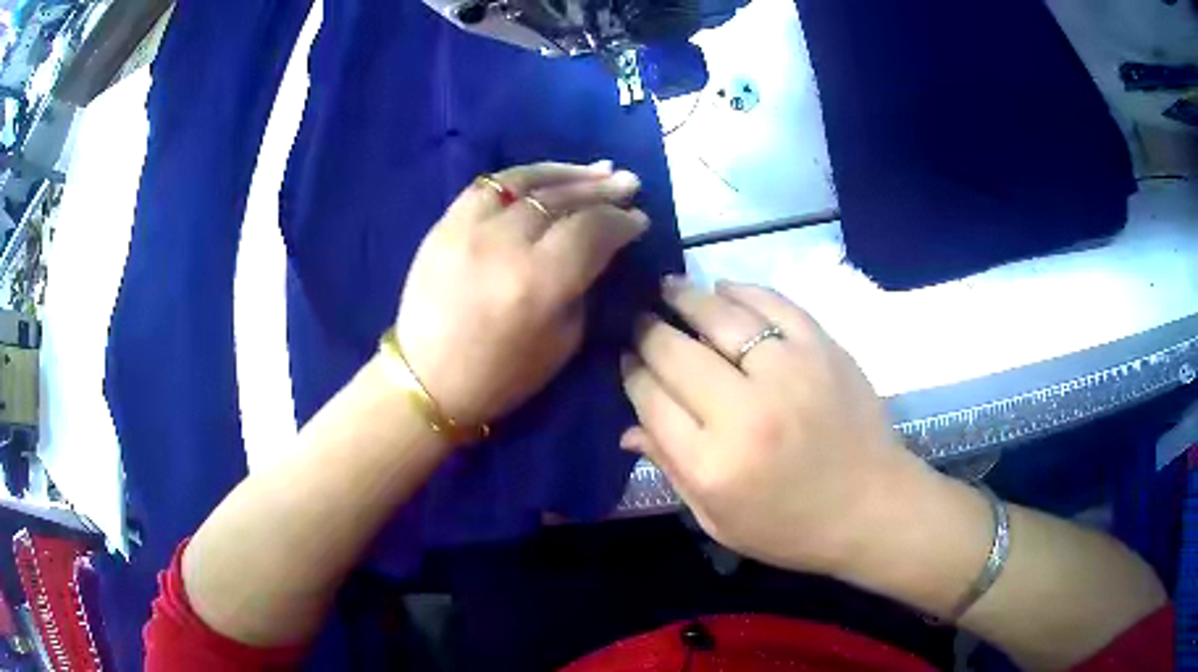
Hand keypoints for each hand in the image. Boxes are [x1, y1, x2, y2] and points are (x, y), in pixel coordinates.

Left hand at [396, 161, 647, 426]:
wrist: (427, 379)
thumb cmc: (501, 375)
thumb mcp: (564, 342)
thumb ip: (584, 286)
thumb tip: (599, 249)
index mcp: (539, 280)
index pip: (593, 230)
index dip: (622, 221)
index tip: (638, 220)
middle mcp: (505, 242)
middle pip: (564, 199)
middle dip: (603, 189)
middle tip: (628, 183)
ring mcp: (469, 227)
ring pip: (528, 181)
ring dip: (568, 173)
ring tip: (598, 170)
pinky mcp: (445, 223)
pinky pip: (490, 185)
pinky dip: (524, 176)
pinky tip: (547, 177)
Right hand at [621, 278, 930, 573]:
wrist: (872, 507)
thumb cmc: (791, 527)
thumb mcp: (719, 520)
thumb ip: (671, 469)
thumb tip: (627, 427)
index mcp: (713, 464)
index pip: (651, 400)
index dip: (632, 373)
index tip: (625, 358)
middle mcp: (746, 412)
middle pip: (676, 353)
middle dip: (648, 331)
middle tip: (638, 319)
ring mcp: (789, 373)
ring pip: (721, 317)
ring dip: (686, 297)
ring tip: (668, 288)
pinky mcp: (823, 349)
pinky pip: (774, 305)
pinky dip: (743, 290)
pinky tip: (723, 288)